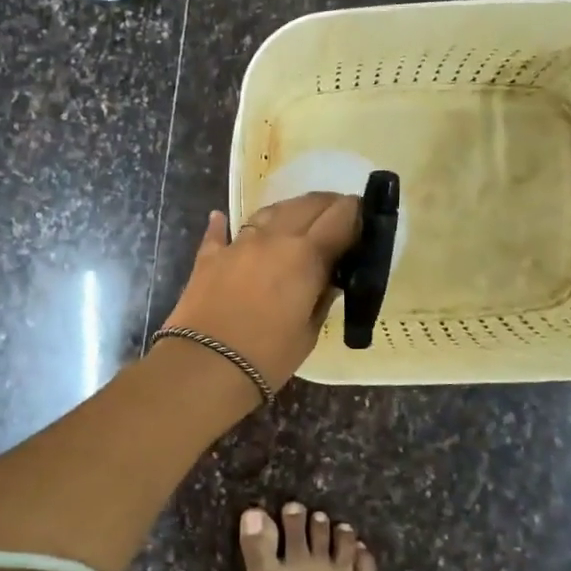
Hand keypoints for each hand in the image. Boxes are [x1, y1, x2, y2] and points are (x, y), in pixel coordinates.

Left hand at [160, 193, 361, 393]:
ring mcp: (238, 244)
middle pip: (305, 205)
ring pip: (268, 212)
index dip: (356, 213)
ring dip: (287, 211)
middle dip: (326, 205)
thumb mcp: (308, 332)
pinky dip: (224, 225)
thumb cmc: (267, 356)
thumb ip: (320, 299)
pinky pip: (219, 233)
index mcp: (306, 255)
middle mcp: (273, 238)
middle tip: (336, 215)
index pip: (340, 217)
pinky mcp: (209, 257)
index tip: (364, 216)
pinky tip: (221, 218)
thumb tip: (327, 280)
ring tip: (296, 219)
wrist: (206, 366)